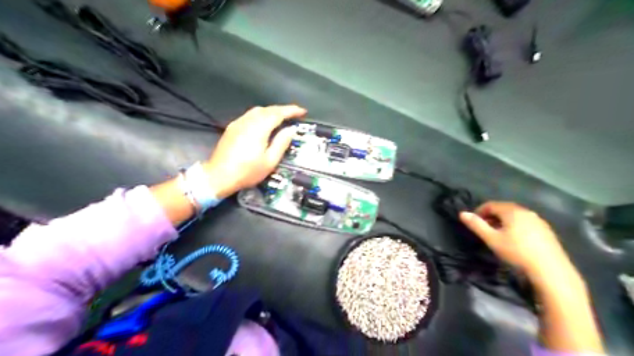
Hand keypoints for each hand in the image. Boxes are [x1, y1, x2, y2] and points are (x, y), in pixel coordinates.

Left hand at [200, 104, 304, 198]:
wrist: (218, 176)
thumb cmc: (247, 172)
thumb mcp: (269, 161)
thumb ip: (281, 143)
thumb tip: (291, 130)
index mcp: (259, 129)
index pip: (278, 113)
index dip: (291, 111)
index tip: (303, 112)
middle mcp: (248, 121)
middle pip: (268, 109)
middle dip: (282, 110)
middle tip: (294, 115)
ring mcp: (238, 123)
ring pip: (257, 110)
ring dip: (271, 111)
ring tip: (281, 118)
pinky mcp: (232, 127)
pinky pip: (249, 115)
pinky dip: (261, 115)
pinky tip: (264, 123)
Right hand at [458, 201, 578, 284]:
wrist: (551, 270)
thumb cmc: (517, 252)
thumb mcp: (492, 239)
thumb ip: (476, 225)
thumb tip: (462, 213)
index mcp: (512, 211)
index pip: (491, 205)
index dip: (480, 211)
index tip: (473, 222)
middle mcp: (526, 212)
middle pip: (504, 208)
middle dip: (492, 216)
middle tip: (484, 228)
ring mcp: (538, 221)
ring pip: (515, 216)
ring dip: (504, 221)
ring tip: (498, 234)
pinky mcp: (546, 231)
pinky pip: (526, 223)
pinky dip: (516, 226)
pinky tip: (515, 240)